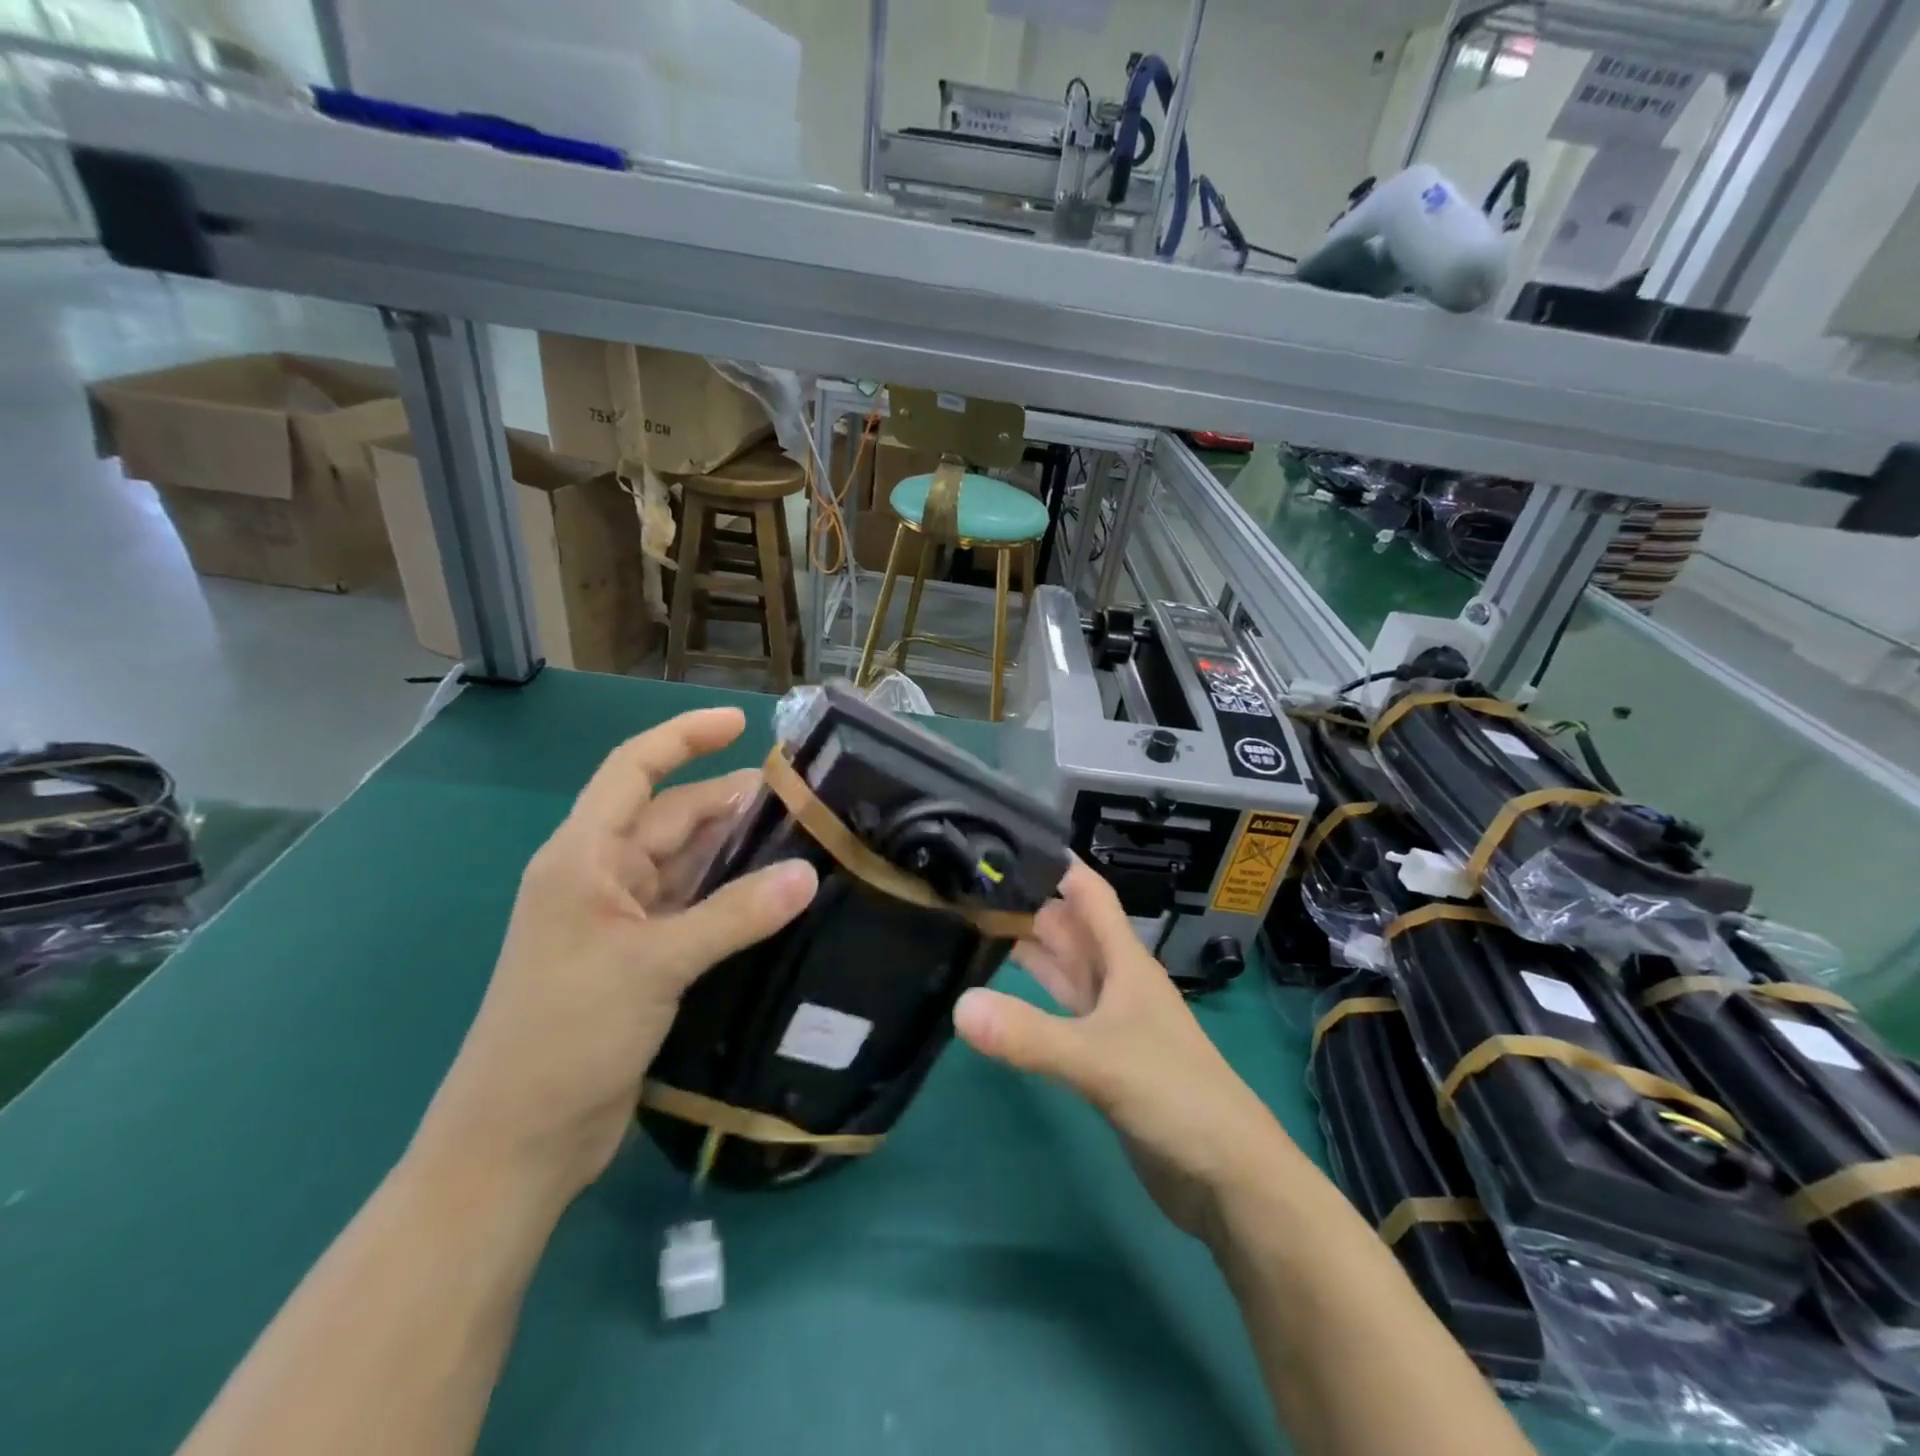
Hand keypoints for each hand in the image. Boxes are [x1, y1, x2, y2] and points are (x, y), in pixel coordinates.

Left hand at [414, 708, 818, 1207]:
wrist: (518, 1143)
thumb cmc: (564, 1035)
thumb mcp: (653, 964)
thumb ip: (735, 915)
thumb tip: (809, 874)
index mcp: (584, 857)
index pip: (634, 771)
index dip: (684, 737)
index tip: (741, 722)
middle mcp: (602, 878)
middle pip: (673, 818)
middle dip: (731, 801)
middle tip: (805, 797)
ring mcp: (623, 921)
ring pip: (689, 865)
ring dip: (738, 851)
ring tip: (804, 838)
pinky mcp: (644, 960)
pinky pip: (697, 909)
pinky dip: (733, 898)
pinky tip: (778, 897)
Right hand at [953, 864, 1297, 1243]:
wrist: (1227, 1177)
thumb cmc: (1175, 1095)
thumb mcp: (1099, 1060)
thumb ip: (1030, 1035)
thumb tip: (958, 1005)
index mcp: (1124, 961)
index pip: (1087, 893)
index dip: (1053, 864)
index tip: (1002, 840)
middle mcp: (1116, 981)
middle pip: (1068, 928)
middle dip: (1026, 903)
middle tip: (968, 884)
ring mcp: (1110, 1020)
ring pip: (1064, 969)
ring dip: (1027, 948)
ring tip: (974, 925)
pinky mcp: (1101, 1058)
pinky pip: (1060, 1013)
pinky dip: (1032, 999)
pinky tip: (998, 996)